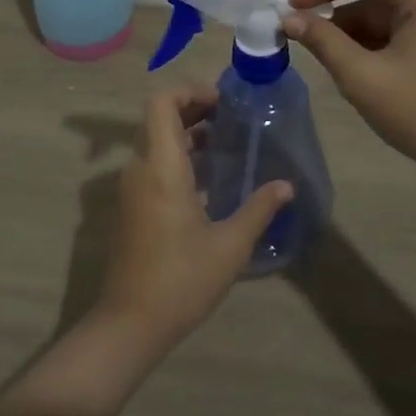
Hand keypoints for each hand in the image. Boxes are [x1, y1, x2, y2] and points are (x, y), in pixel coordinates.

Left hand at [92, 86, 293, 352]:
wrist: (129, 323)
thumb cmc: (181, 280)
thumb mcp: (230, 246)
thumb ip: (258, 209)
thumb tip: (286, 186)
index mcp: (161, 167)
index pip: (161, 102)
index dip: (189, 91)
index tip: (222, 102)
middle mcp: (140, 168)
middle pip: (158, 117)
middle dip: (193, 109)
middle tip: (230, 119)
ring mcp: (131, 188)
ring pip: (154, 141)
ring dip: (186, 134)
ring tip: (225, 144)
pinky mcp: (131, 206)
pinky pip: (152, 164)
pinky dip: (177, 157)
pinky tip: (208, 180)